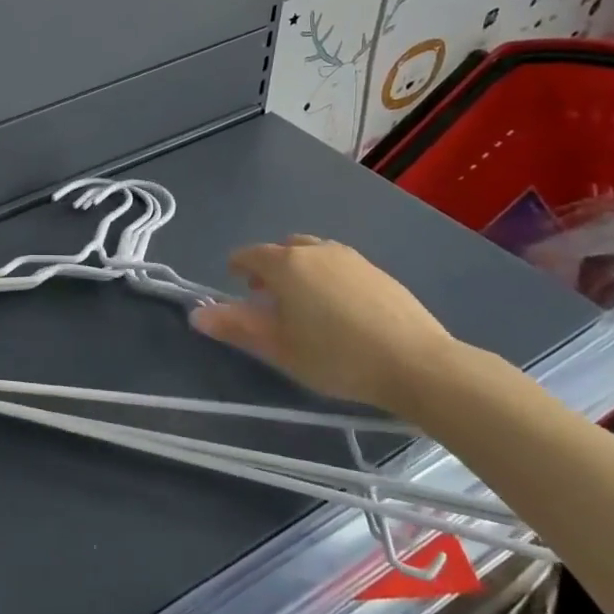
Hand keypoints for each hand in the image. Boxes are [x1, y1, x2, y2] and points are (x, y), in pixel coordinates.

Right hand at [190, 236, 453, 412]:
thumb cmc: (336, 356)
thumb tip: (196, 314)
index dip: (236, 268)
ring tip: (304, 306)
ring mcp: (352, 258)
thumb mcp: (278, 347)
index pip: (249, 255)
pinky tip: (339, 311)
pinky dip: (328, 279)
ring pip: (314, 254)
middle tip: (268, 299)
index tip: (235, 288)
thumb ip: (235, 326)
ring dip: (300, 271)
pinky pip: (340, 266)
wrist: (417, 364)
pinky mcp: (379, 272)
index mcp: (286, 264)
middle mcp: (316, 250)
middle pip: (283, 249)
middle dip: (269, 268)